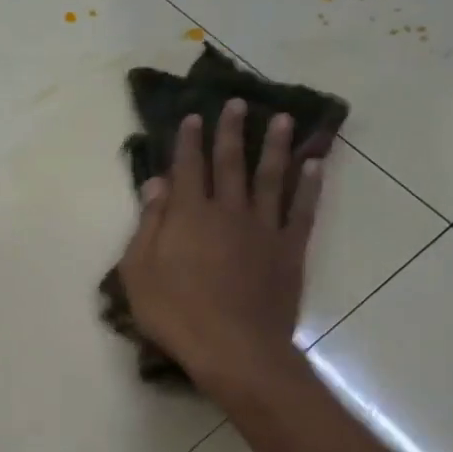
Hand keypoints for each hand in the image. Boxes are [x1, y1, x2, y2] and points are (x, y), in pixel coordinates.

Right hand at [116, 100, 327, 390]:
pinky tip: (313, 165)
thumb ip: (149, 224)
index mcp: (189, 215)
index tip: (194, 117)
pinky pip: (302, 209)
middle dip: (232, 132)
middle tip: (239, 103)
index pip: (188, 168)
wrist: (234, 348)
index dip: (190, 141)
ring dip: (276, 146)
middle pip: (231, 163)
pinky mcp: (289, 249)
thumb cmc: (176, 313)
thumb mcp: (139, 271)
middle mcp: (228, 211)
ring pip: (270, 177)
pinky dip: (309, 185)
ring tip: (282, 119)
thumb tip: (156, 183)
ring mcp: (263, 228)